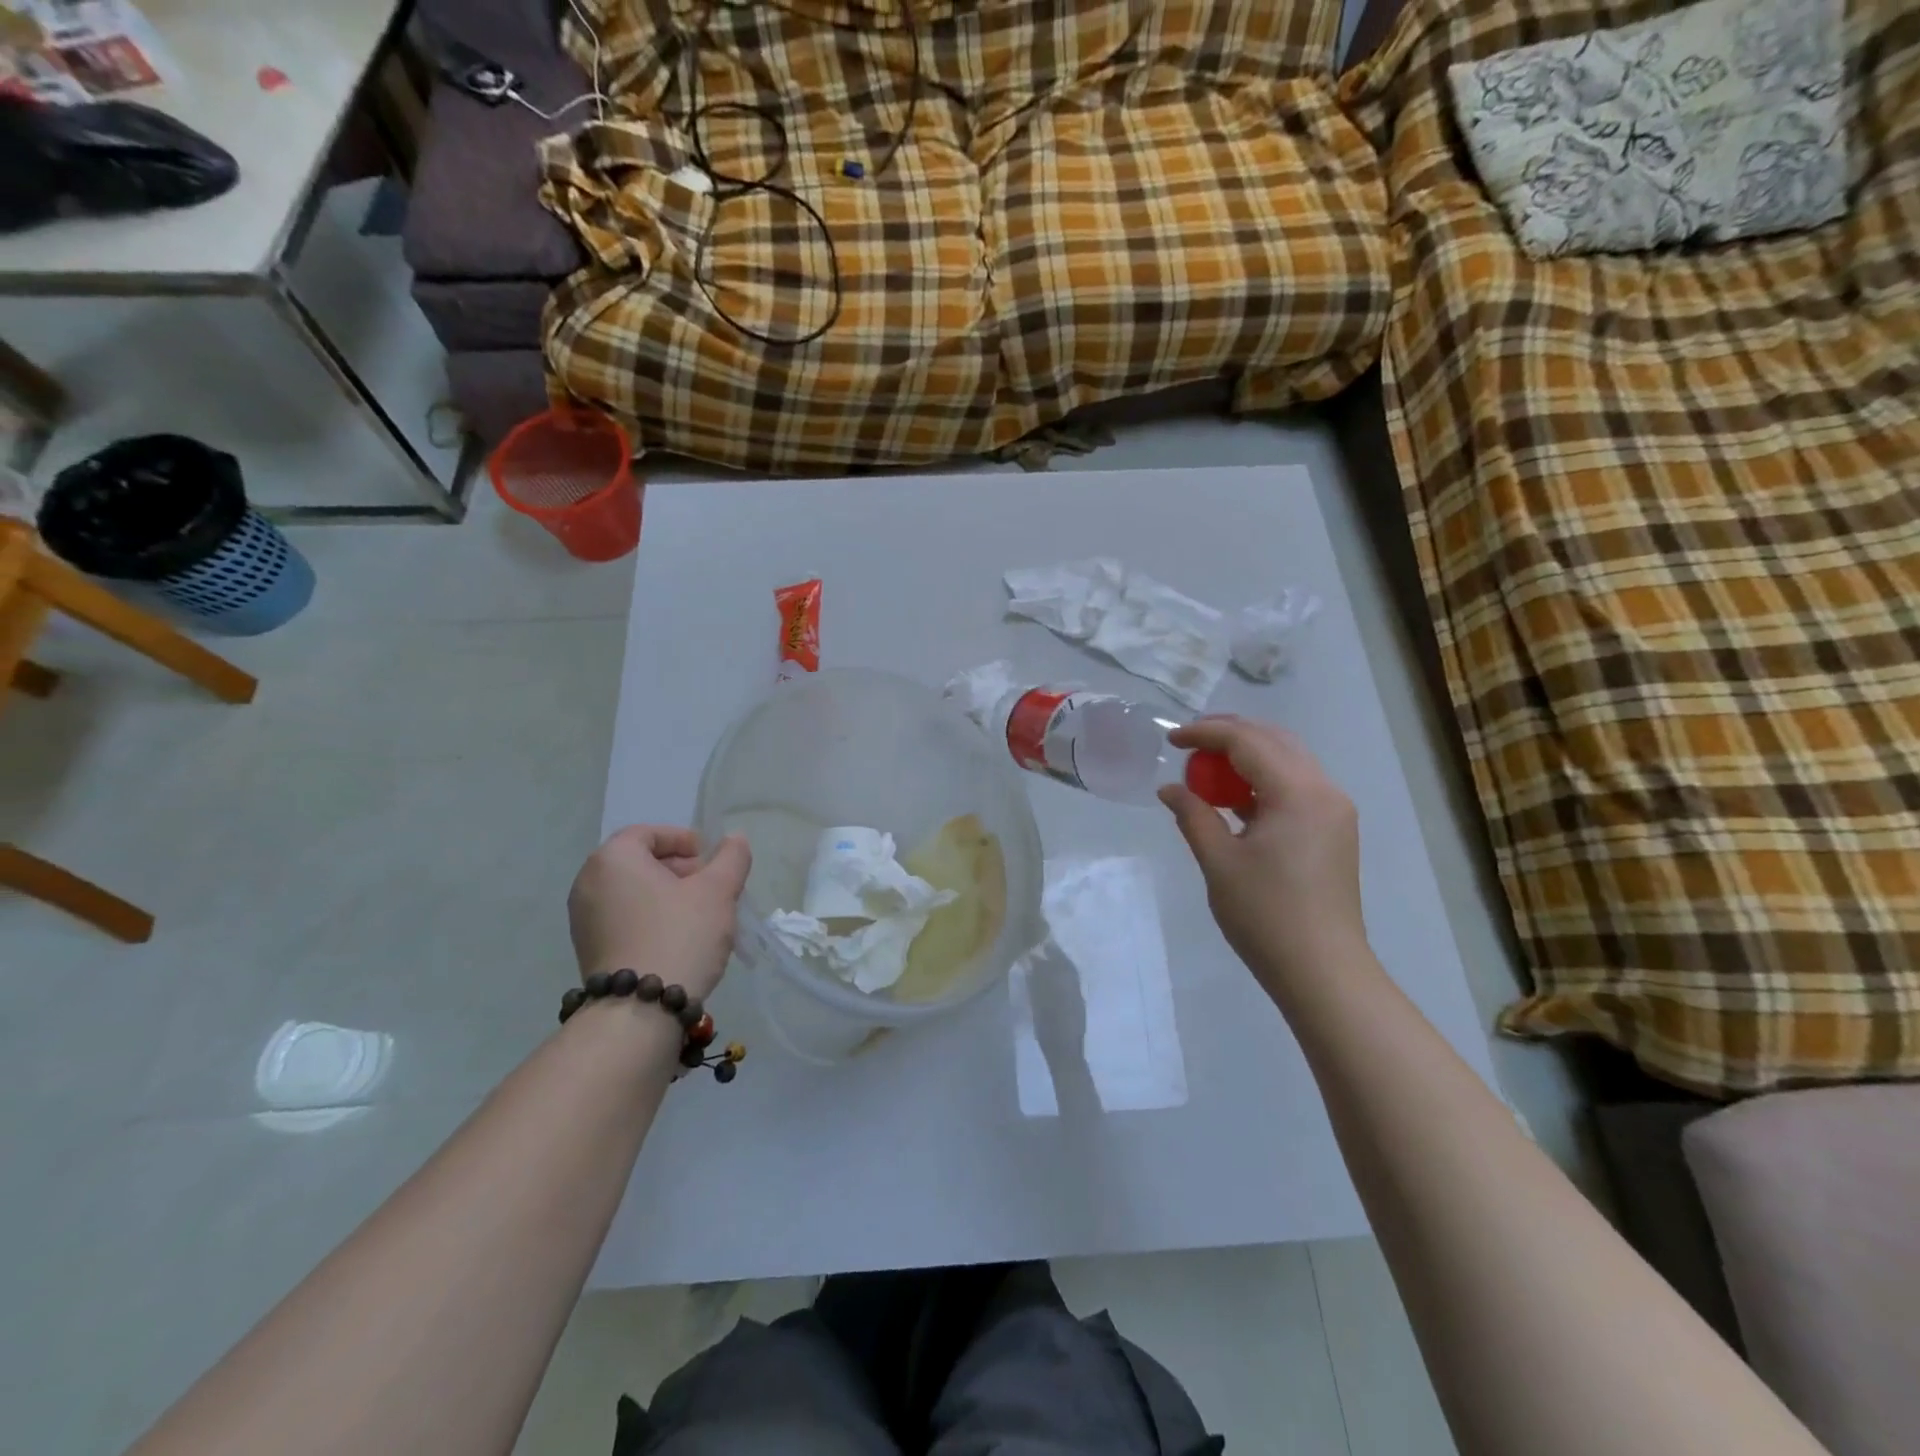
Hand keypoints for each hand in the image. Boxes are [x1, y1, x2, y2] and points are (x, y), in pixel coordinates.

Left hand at [567, 827, 751, 1002]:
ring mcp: (582, 920)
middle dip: (678, 869)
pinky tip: (679, 939)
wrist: (639, 1011)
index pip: (648, 833)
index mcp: (613, 859)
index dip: (682, 839)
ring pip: (632, 893)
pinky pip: (623, 919)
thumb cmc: (680, 935)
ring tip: (701, 914)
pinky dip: (650, 918)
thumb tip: (735, 839)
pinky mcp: (588, 950)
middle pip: (638, 862)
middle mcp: (588, 883)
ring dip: (667, 895)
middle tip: (710, 886)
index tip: (709, 858)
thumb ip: (731, 858)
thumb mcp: (718, 891)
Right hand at [1159, 717, 1366, 1000]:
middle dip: (1229, 735)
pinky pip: (1295, 786)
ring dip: (1247, 756)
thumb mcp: (1219, 861)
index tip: (1170, 739)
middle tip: (1189, 743)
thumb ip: (1193, 815)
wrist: (1322, 970)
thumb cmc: (1266, 915)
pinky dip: (1263, 781)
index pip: (1248, 741)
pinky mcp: (1333, 830)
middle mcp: (1324, 791)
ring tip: (1206, 769)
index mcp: (1298, 792)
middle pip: (1274, 741)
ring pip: (1288, 761)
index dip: (1206, 733)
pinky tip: (1235, 799)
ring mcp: (1334, 810)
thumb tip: (1170, 789)